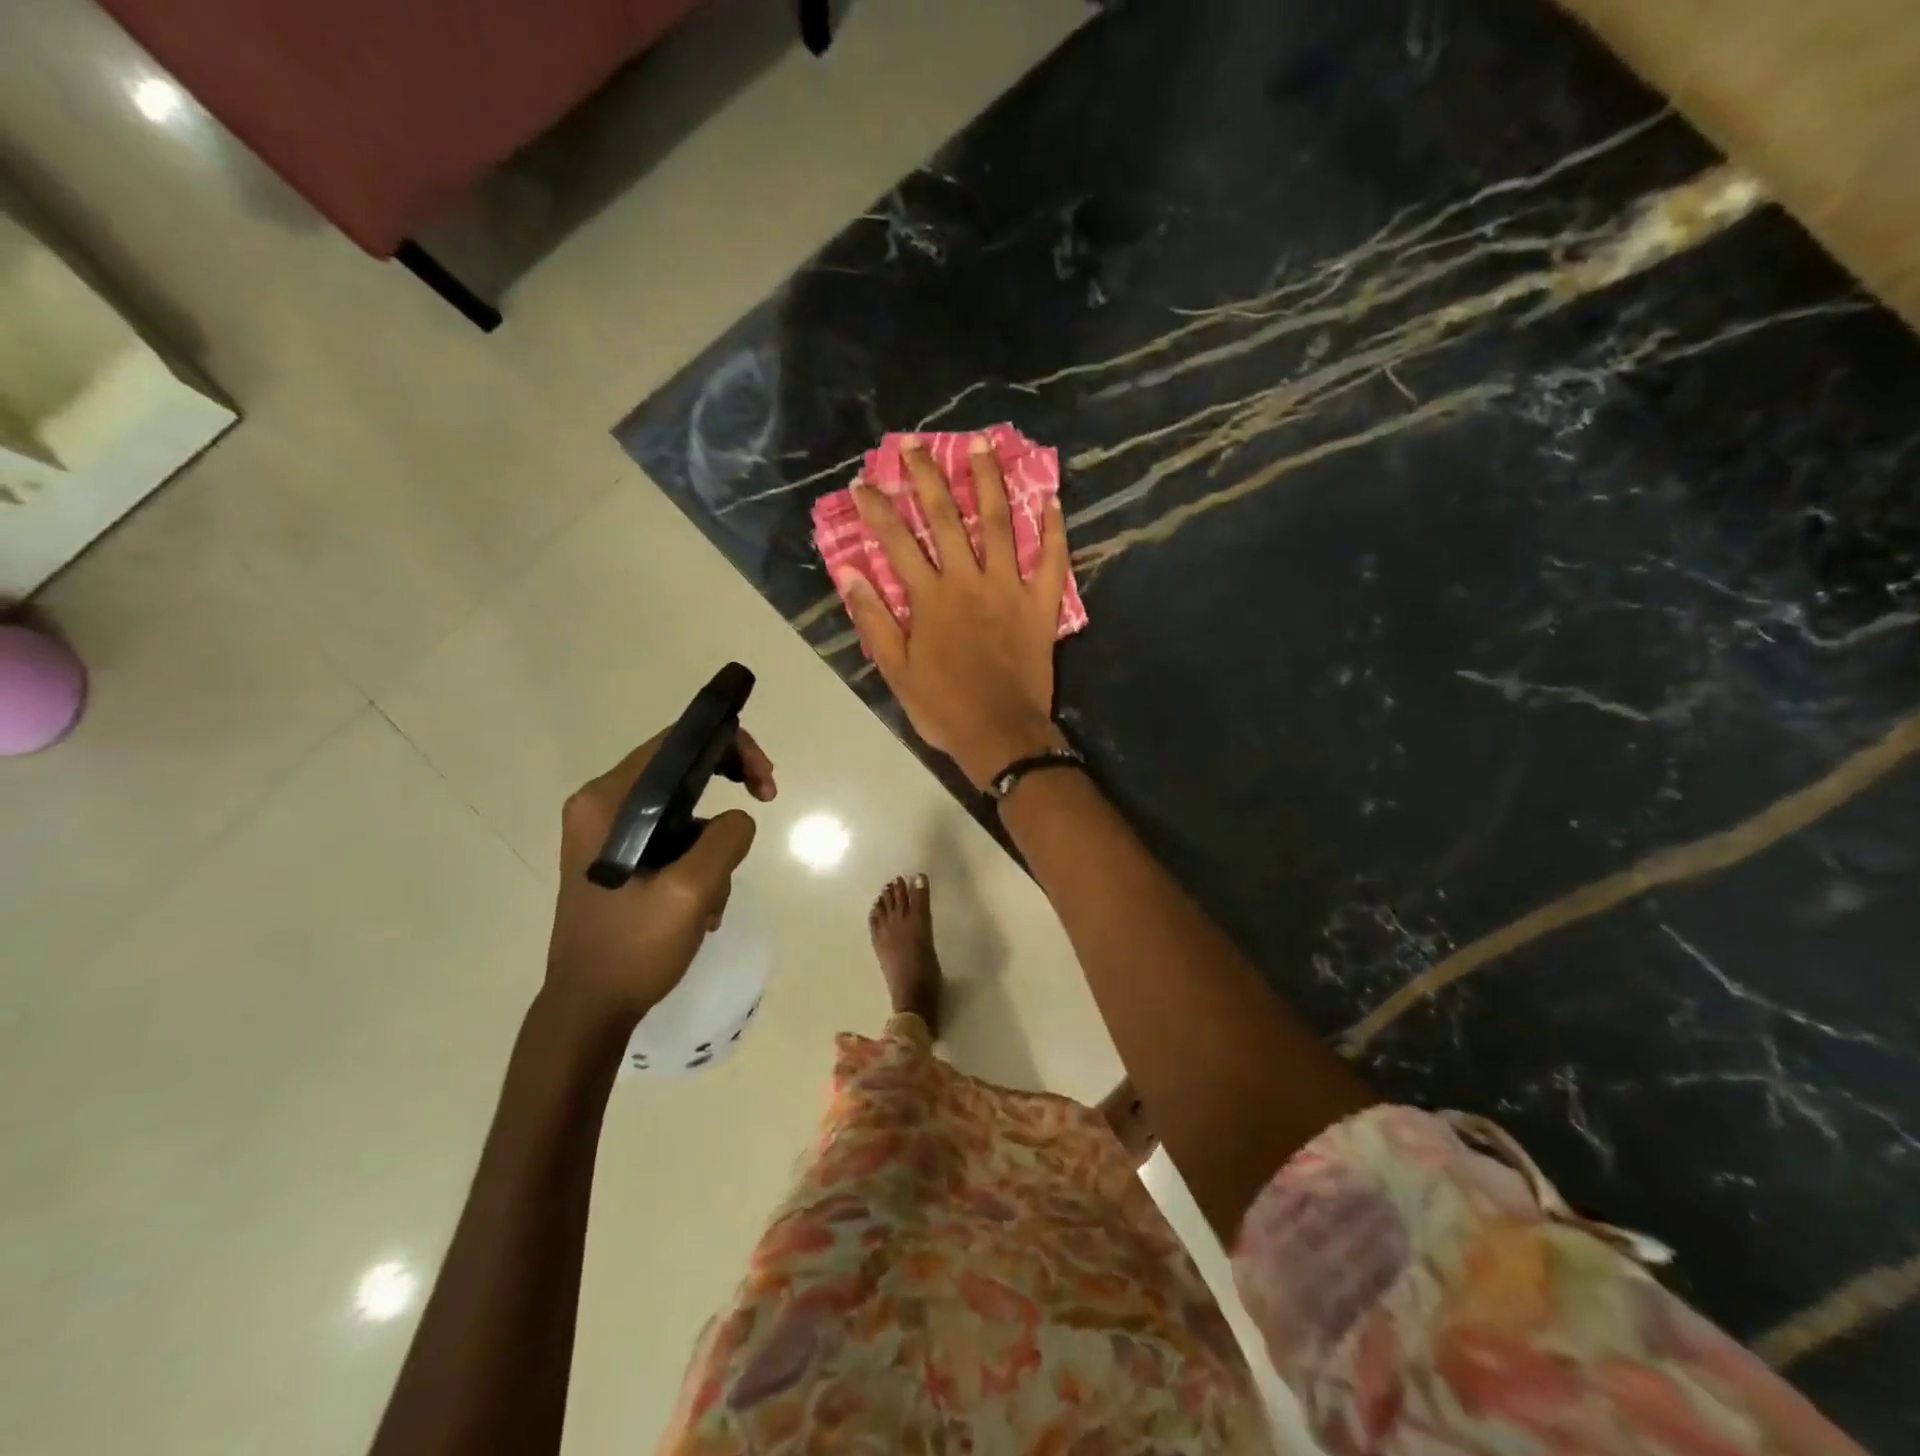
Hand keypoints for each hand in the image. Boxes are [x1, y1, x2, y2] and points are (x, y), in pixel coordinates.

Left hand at [545, 726, 776, 1030]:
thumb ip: (725, 839)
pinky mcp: (619, 857)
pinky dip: (699, 862)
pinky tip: (702, 907)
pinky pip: (674, 839)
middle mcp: (602, 805)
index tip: (765, 782)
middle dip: (730, 785)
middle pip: (682, 769)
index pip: (677, 742)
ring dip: (714, 844)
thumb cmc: (632, 948)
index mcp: (607, 800)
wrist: (588, 1010)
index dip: (730, 746)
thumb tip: (739, 819)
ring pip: (684, 809)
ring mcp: (608, 832)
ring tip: (716, 896)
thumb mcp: (690, 891)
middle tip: (766, 800)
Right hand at [834, 435, 1069, 788]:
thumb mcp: (896, 669)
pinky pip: (1051, 561)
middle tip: (916, 445)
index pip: (898, 541)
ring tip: (982, 445)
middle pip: (946, 518)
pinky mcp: (1041, 605)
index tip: (864, 482)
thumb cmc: (943, 706)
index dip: (878, 509)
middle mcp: (968, 581)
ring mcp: (1009, 589)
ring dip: (989, 482)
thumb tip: (850, 572)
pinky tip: (1051, 499)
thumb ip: (874, 618)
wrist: (1000, 734)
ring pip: (999, 524)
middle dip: (929, 477)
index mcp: (930, 598)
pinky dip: (1052, 531)